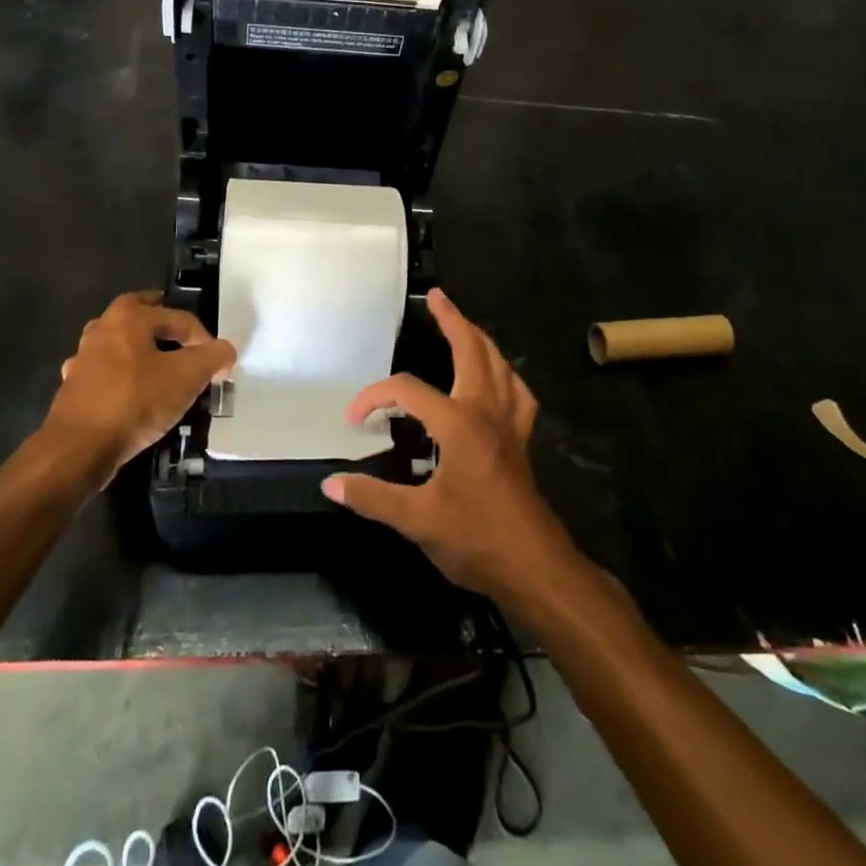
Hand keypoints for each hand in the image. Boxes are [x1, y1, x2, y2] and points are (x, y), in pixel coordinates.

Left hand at [43, 291, 235, 481]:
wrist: (79, 448)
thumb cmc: (136, 401)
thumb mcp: (187, 377)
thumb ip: (212, 357)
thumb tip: (224, 350)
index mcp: (130, 318)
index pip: (178, 317)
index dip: (203, 337)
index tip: (217, 363)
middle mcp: (102, 329)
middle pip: (137, 314)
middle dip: (160, 319)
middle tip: (181, 333)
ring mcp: (83, 359)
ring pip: (118, 343)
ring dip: (139, 348)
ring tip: (160, 363)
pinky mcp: (74, 388)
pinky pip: (106, 372)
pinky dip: (122, 375)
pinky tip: (132, 391)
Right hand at [323, 290, 575, 602]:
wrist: (535, 567)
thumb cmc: (476, 539)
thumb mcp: (417, 521)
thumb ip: (372, 498)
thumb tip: (330, 483)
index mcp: (459, 424)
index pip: (408, 391)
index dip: (375, 397)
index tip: (354, 419)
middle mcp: (486, 412)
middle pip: (472, 351)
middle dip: (453, 320)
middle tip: (437, 297)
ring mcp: (510, 425)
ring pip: (500, 366)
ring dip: (481, 340)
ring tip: (465, 326)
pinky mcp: (521, 441)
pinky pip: (518, 395)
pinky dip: (506, 377)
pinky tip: (498, 380)